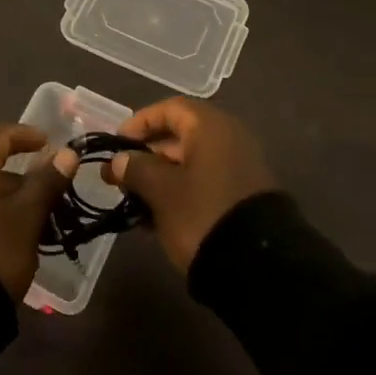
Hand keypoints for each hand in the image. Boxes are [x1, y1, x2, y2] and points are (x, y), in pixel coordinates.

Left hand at [0, 123, 73, 296]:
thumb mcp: (26, 217)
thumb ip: (46, 182)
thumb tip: (66, 152)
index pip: (0, 135)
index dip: (26, 135)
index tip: (49, 144)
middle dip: (19, 170)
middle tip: (46, 185)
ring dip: (6, 194)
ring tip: (32, 216)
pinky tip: (6, 233)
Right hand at [105, 97, 275, 271]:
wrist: (257, 265)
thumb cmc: (202, 213)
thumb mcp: (161, 191)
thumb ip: (136, 169)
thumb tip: (119, 160)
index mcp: (211, 127)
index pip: (170, 109)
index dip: (141, 122)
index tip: (117, 142)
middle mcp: (229, 139)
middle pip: (180, 136)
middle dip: (147, 155)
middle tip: (119, 176)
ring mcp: (239, 168)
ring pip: (191, 163)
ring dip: (160, 178)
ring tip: (133, 201)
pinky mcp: (242, 196)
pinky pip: (204, 183)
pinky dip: (180, 193)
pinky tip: (156, 218)